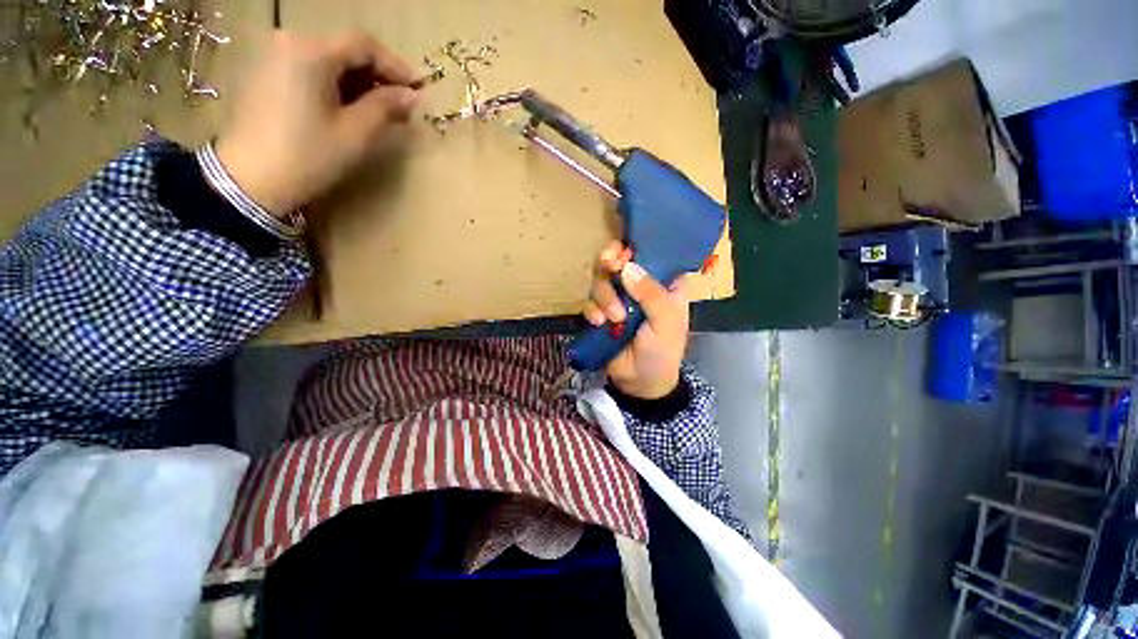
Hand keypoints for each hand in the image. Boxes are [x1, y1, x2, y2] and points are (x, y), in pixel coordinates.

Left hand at [215, 31, 420, 216]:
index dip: (395, 65)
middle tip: (402, 104)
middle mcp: (289, 42)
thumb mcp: (355, 133)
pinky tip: (350, 108)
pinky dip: (336, 85)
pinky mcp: (266, 75)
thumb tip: (412, 96)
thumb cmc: (308, 156)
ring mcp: (274, 57)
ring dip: (358, 82)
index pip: (363, 45)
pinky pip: (310, 70)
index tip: (419, 89)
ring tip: (381, 110)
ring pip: (329, 60)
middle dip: (377, 75)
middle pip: (344, 50)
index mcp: (311, 51)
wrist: (250, 181)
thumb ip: (386, 107)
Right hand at [584, 241, 689, 399]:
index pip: (650, 255)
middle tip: (609, 265)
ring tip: (614, 318)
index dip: (635, 249)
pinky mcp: (600, 313)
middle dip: (611, 262)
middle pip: (619, 262)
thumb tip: (628, 267)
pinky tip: (599, 323)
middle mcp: (638, 287)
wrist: (640, 383)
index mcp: (662, 284)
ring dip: (605, 296)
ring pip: (601, 281)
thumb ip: (651, 293)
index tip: (624, 251)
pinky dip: (592, 310)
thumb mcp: (666, 322)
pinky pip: (590, 302)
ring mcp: (617, 299)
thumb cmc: (663, 350)